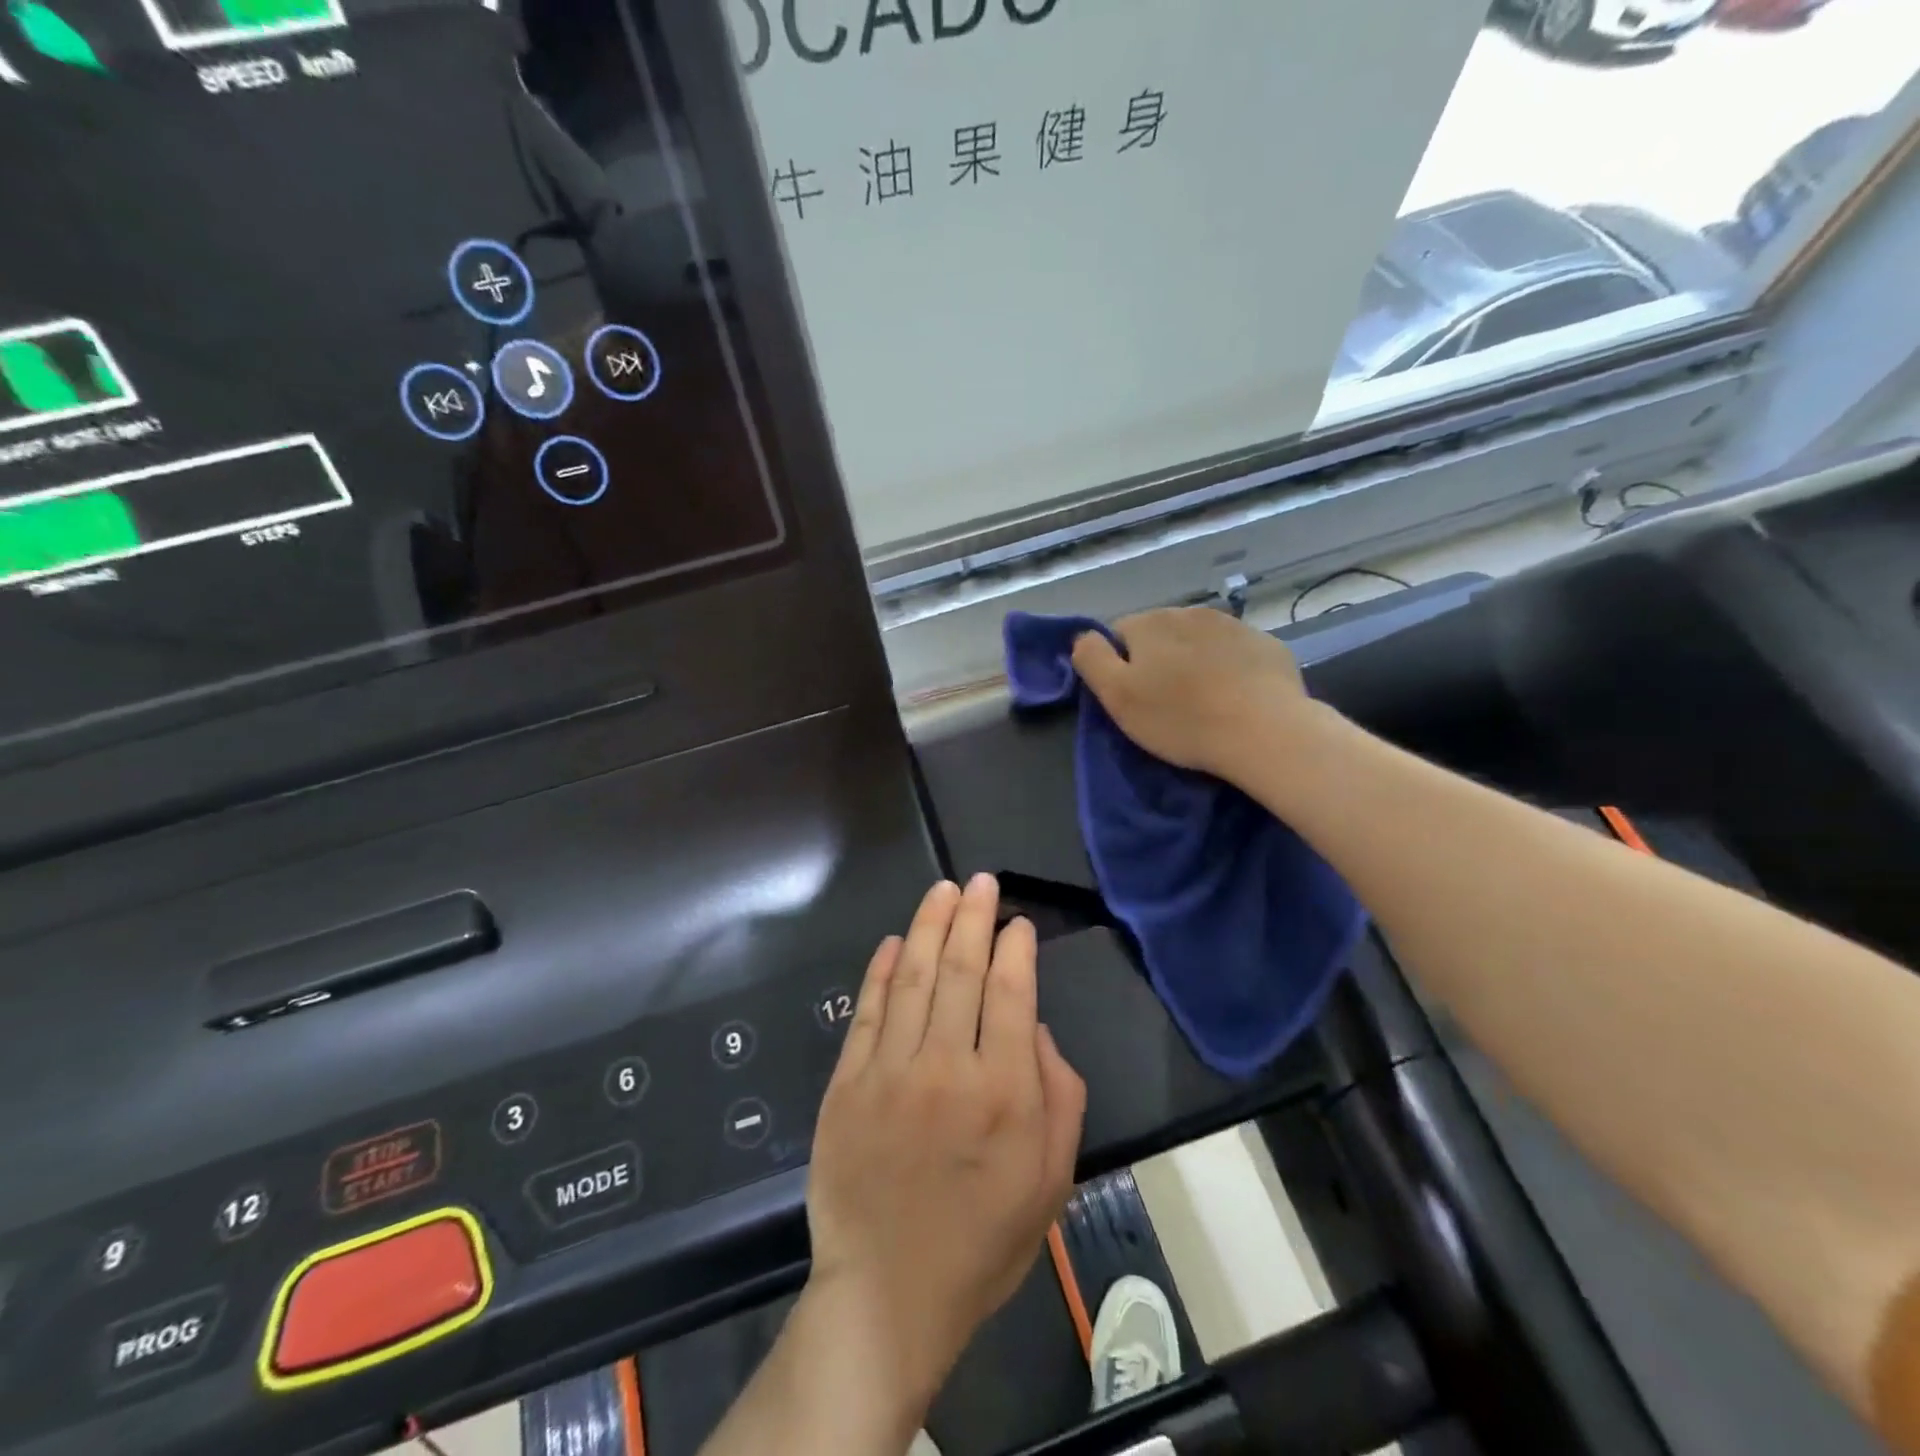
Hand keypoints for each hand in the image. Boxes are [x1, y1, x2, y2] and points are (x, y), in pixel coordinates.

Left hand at [806, 875, 1086, 1407]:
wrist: (888, 1293)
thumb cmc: (983, 1241)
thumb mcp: (1051, 1180)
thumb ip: (1058, 1094)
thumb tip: (1033, 1027)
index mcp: (1004, 1091)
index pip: (1012, 992)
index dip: (1016, 947)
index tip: (1018, 922)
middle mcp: (947, 1067)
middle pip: (962, 970)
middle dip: (973, 917)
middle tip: (980, 880)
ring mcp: (890, 1070)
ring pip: (914, 977)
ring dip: (930, 926)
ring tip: (943, 890)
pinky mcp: (847, 1082)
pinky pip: (867, 1011)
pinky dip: (881, 970)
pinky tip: (896, 940)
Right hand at [1071, 607, 1314, 778]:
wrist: (1264, 732)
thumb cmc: (1180, 718)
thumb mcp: (1117, 696)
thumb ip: (1091, 659)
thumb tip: (1082, 636)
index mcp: (1149, 623)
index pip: (1118, 634)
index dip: (1120, 666)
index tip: (1132, 698)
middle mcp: (1189, 612)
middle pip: (1160, 635)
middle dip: (1158, 661)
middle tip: (1166, 704)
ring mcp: (1233, 625)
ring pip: (1198, 641)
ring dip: (1194, 662)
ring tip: (1202, 702)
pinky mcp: (1266, 644)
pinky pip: (1234, 652)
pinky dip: (1229, 668)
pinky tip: (1235, 698)